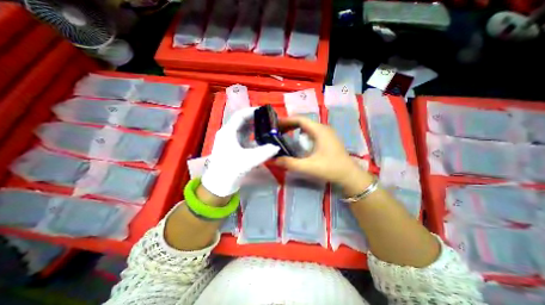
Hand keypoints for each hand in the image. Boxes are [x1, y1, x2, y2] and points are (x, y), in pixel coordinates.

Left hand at [199, 109, 277, 195]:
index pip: (240, 116)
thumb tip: (277, 147)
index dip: (252, 111)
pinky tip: (262, 140)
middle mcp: (228, 134)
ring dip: (255, 129)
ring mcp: (231, 141)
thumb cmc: (230, 170)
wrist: (219, 185)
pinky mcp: (234, 148)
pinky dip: (253, 138)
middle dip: (255, 119)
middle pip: (243, 122)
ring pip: (244, 130)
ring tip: (268, 128)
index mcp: (228, 132)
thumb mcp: (248, 160)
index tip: (265, 111)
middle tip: (269, 120)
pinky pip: (245, 139)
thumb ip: (264, 153)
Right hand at [275, 116, 372, 193]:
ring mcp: (327, 133)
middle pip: (303, 121)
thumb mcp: (308, 167)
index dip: (287, 120)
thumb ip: (290, 163)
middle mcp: (323, 128)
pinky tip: (298, 141)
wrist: (349, 175)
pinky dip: (302, 133)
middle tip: (277, 130)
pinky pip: (312, 132)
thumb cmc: (330, 169)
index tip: (276, 124)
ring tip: (285, 134)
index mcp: (319, 130)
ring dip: (296, 128)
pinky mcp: (328, 139)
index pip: (300, 119)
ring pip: (308, 126)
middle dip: (289, 124)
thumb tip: (273, 160)